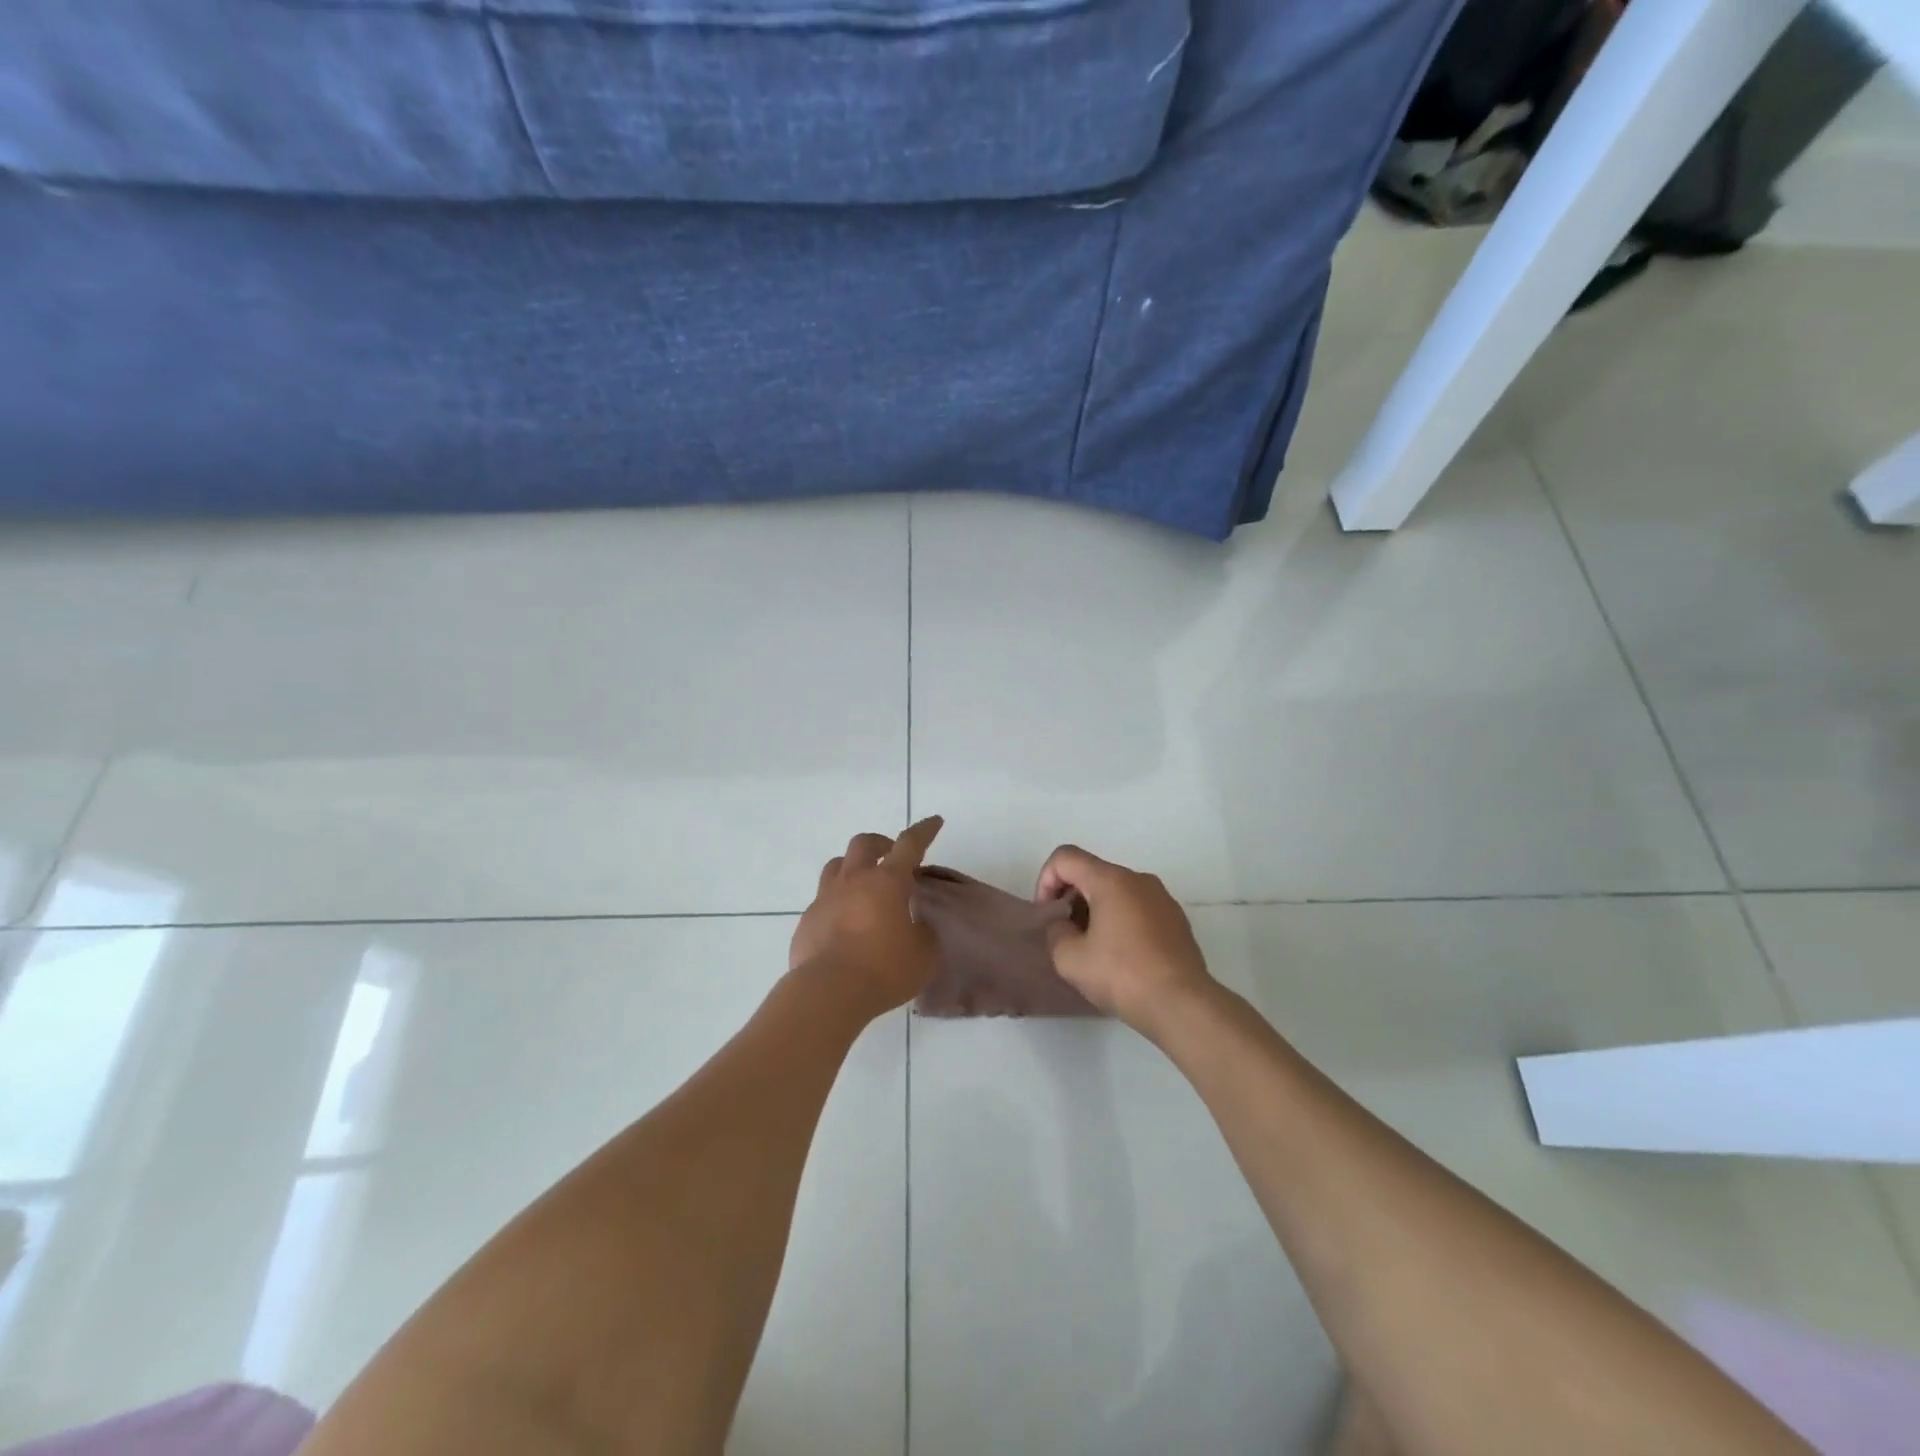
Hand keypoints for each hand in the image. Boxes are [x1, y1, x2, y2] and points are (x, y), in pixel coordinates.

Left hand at [790, 817, 944, 1017]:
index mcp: (887, 882)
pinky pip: (822, 901)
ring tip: (864, 885)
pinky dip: (837, 903)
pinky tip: (844, 925)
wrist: (828, 992)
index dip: (924, 831)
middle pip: (864, 844)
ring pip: (836, 866)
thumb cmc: (884, 970)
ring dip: (853, 867)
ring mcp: (825, 898)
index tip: (934, 821)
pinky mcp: (807, 921)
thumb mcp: (923, 955)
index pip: (910, 844)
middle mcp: (854, 881)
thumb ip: (923, 934)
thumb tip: (915, 927)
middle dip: (881, 843)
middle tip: (892, 856)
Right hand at [1035, 845, 1215, 1035]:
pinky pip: (1138, 907)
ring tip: (1094, 948)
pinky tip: (1122, 956)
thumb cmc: (1122, 976)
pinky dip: (1121, 920)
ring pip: (1117, 891)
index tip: (1048, 915)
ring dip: (1096, 910)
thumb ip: (1056, 931)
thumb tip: (1064, 925)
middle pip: (1092, 872)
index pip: (1065, 857)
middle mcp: (1138, 879)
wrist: (1182, 1004)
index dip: (1046, 880)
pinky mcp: (1176, 919)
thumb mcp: (1069, 958)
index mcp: (1111, 880)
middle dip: (1071, 897)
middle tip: (1066, 934)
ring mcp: (1162, 898)